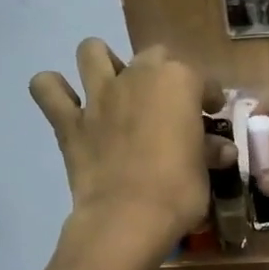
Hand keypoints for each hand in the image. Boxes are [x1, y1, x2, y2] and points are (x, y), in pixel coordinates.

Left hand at [30, 40, 232, 252]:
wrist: (128, 218)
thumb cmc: (178, 192)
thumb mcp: (204, 172)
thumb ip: (208, 152)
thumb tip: (222, 149)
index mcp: (178, 83)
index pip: (201, 79)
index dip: (208, 96)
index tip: (212, 113)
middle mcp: (137, 77)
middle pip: (152, 56)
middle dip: (164, 73)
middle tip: (169, 105)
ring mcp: (98, 96)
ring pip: (92, 51)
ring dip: (103, 63)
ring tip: (115, 88)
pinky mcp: (69, 121)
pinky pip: (47, 88)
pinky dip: (54, 90)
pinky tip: (67, 104)